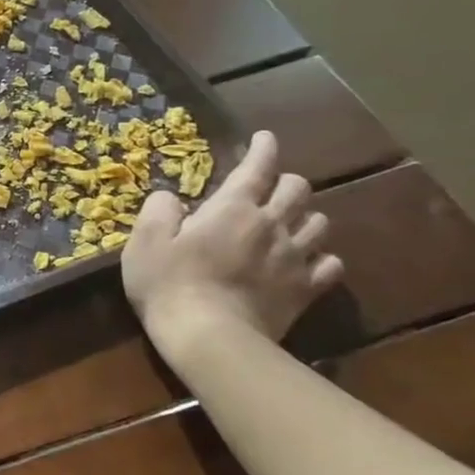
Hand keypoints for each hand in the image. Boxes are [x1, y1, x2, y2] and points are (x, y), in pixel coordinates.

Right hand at [121, 130, 343, 355]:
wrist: (208, 336)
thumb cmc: (169, 282)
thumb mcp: (145, 240)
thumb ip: (159, 210)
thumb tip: (171, 198)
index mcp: (232, 208)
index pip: (257, 168)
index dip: (263, 149)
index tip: (265, 138)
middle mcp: (271, 225)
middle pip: (297, 190)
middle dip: (285, 181)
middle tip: (269, 185)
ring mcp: (293, 258)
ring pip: (319, 223)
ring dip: (305, 216)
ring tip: (290, 221)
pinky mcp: (304, 290)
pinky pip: (330, 265)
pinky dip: (321, 257)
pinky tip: (308, 260)